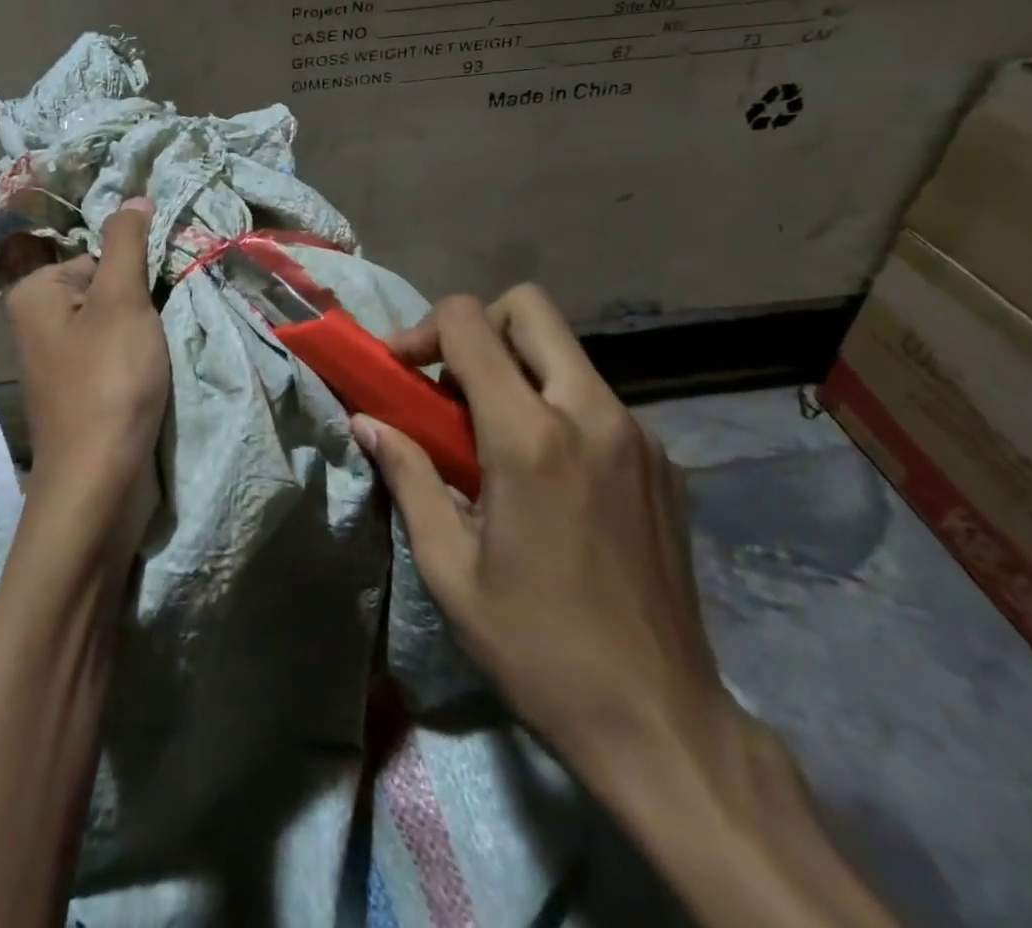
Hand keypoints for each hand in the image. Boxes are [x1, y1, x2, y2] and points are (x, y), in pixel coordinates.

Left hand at [4, 198, 169, 559]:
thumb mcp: (121, 300)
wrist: (99, 483)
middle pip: (107, 288)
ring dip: (147, 333)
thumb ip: (128, 242)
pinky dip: (139, 360)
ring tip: (161, 354)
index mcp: (35, 292)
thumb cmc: (108, 381)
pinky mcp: (81, 391)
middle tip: (162, 328)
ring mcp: (59, 360)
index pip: (99, 255)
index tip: (157, 301)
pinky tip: (155, 376)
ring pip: (116, 324)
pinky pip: (115, 356)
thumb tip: (135, 196)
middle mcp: (38, 321)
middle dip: (143, 304)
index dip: (136, 274)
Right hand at [352, 285, 740, 782]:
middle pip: (530, 308)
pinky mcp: (665, 464)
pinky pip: (597, 399)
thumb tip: (367, 422)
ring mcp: (638, 436)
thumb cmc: (538, 647)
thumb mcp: (450, 568)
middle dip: (478, 327)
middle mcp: (592, 415)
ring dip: (517, 367)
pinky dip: (556, 406)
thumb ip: (408, 477)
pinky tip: (545, 476)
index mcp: (530, 437)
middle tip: (448, 384)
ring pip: (565, 352)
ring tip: (489, 435)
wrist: (662, 724)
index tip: (399, 371)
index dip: (422, 330)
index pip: (470, 323)